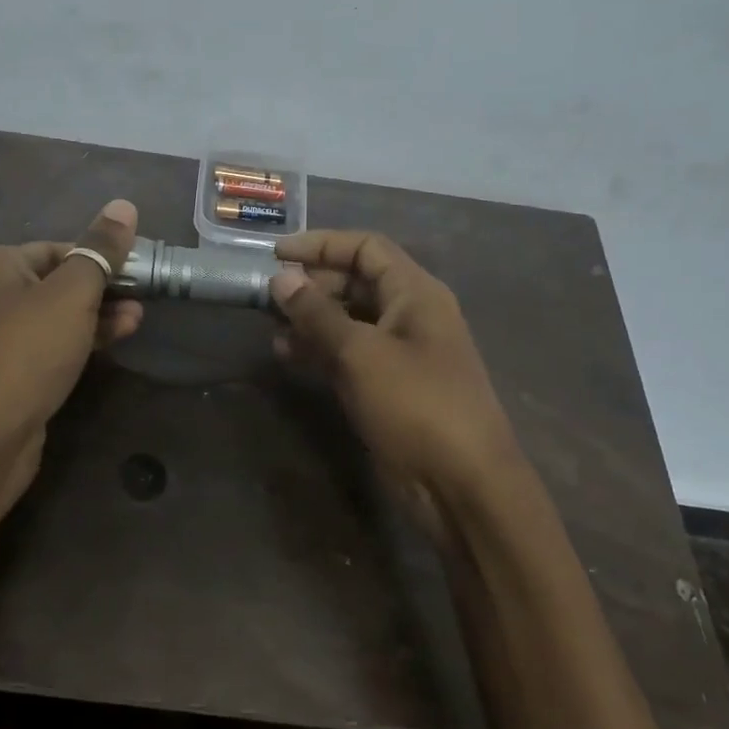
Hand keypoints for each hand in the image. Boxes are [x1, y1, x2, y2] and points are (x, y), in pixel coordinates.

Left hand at [0, 200, 142, 492]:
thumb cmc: (27, 352)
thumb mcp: (71, 294)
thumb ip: (100, 251)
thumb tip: (124, 205)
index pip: (58, 247)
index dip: (100, 256)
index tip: (138, 271)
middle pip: (57, 281)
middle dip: (103, 288)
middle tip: (143, 297)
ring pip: (55, 317)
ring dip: (97, 316)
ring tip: (138, 321)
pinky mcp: (7, 374)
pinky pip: (49, 347)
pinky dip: (79, 343)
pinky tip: (109, 346)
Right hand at [270, 230, 521, 511]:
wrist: (461, 484)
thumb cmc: (416, 405)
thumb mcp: (361, 353)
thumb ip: (318, 313)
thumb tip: (281, 278)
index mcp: (415, 293)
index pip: (366, 248)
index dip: (321, 244)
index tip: (276, 254)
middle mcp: (409, 315)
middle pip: (356, 282)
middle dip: (312, 284)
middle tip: (267, 294)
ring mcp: (398, 353)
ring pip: (348, 320)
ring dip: (310, 319)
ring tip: (270, 325)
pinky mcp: (387, 387)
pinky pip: (348, 355)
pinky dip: (319, 350)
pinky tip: (286, 355)